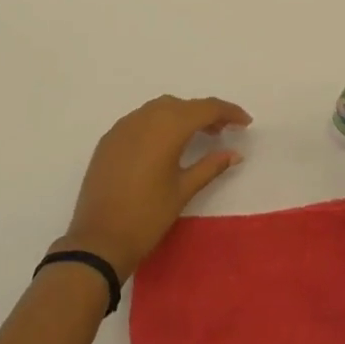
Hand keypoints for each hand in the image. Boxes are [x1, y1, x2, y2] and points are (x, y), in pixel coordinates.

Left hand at [59, 95, 251, 280]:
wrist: (99, 239)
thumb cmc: (147, 216)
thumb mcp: (183, 190)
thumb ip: (211, 166)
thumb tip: (235, 153)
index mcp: (167, 127)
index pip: (205, 108)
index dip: (228, 112)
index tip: (246, 122)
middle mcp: (144, 118)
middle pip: (182, 105)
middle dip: (205, 113)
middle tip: (223, 132)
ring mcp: (122, 126)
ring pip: (159, 109)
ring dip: (181, 116)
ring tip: (197, 137)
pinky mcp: (109, 139)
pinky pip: (140, 120)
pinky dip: (158, 124)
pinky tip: (164, 145)